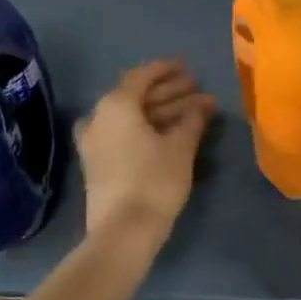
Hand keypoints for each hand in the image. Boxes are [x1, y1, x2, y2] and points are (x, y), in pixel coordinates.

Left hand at [78, 61, 215, 237]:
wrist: (123, 232)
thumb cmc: (154, 180)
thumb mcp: (181, 146)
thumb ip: (193, 119)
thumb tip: (205, 103)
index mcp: (116, 105)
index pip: (142, 76)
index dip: (166, 70)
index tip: (188, 67)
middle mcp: (99, 118)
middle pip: (137, 96)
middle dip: (169, 92)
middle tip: (197, 90)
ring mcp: (95, 142)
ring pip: (131, 117)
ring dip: (161, 112)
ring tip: (193, 113)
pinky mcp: (98, 164)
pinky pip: (124, 134)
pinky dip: (147, 129)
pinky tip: (169, 134)